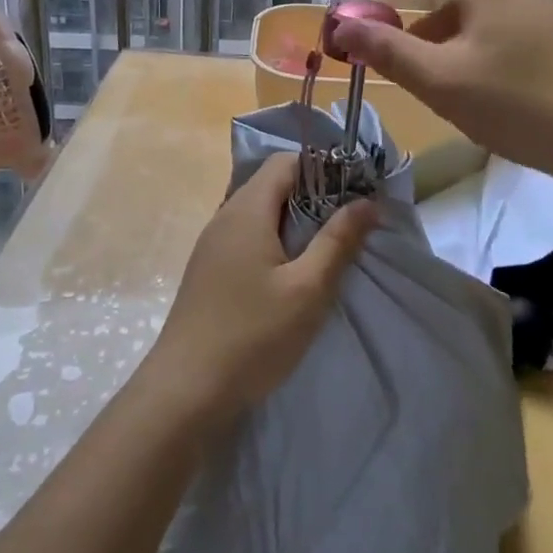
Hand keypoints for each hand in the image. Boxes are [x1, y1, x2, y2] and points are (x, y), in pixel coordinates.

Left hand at [145, 153, 374, 424]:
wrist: (185, 391)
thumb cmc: (252, 335)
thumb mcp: (308, 289)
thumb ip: (338, 241)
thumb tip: (367, 201)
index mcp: (247, 209)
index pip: (286, 161)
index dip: (323, 167)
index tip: (355, 192)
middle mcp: (225, 216)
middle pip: (273, 184)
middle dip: (314, 196)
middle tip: (348, 225)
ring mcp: (213, 244)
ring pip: (260, 212)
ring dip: (295, 222)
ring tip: (326, 250)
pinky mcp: (209, 270)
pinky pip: (247, 237)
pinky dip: (275, 242)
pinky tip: (291, 275)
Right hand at [335, 0, 552, 181]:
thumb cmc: (521, 103)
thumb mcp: (442, 80)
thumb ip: (388, 51)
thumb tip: (341, 27)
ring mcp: (535, 10)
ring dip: (431, 11)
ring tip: (404, 46)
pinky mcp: (548, 38)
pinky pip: (490, 19)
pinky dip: (458, 31)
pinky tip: (450, 70)